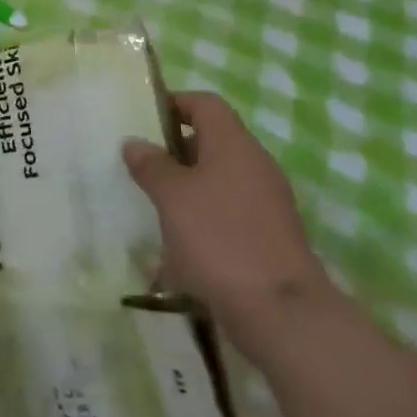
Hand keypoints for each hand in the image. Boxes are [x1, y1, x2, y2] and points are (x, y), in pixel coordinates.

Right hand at [123, 92, 330, 339]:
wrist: (282, 313)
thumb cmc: (219, 238)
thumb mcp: (171, 197)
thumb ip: (151, 165)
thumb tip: (135, 142)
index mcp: (233, 142)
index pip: (205, 103)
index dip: (174, 104)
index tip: (143, 123)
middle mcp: (255, 163)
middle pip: (212, 141)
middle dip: (176, 152)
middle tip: (142, 168)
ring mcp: (267, 202)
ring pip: (219, 180)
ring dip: (188, 189)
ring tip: (156, 209)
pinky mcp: (270, 237)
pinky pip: (230, 213)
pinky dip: (205, 220)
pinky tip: (182, 248)